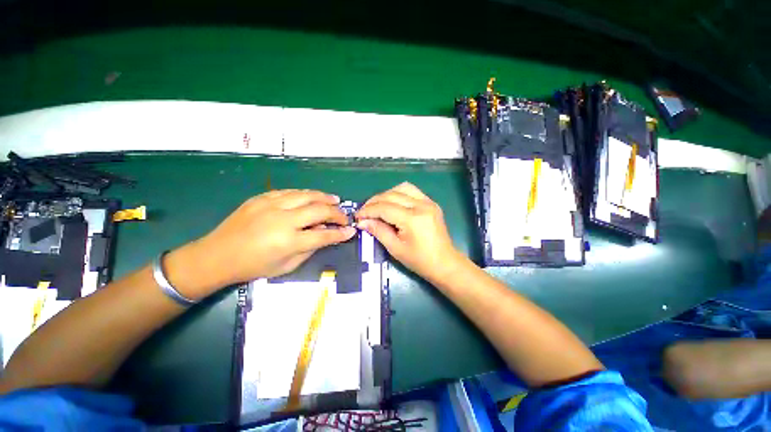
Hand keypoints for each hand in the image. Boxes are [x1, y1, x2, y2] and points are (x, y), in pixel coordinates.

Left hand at [166, 190, 355, 298]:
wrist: (217, 255)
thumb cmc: (254, 266)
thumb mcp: (287, 266)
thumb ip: (310, 248)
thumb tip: (328, 234)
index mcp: (289, 241)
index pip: (324, 235)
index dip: (341, 233)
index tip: (351, 230)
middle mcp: (283, 220)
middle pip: (319, 210)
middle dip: (337, 213)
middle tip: (344, 216)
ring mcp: (271, 206)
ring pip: (306, 195)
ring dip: (324, 197)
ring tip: (335, 200)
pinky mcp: (261, 198)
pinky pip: (290, 192)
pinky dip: (305, 194)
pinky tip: (311, 196)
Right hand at [356, 182, 463, 283]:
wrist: (445, 263)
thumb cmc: (419, 260)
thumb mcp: (395, 248)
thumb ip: (378, 231)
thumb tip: (362, 222)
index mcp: (413, 219)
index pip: (384, 207)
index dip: (368, 210)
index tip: (357, 216)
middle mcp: (422, 205)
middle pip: (392, 195)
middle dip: (374, 202)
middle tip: (364, 212)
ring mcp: (428, 202)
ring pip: (402, 188)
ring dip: (386, 195)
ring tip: (377, 206)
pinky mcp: (431, 203)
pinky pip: (412, 191)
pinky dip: (399, 194)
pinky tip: (392, 204)